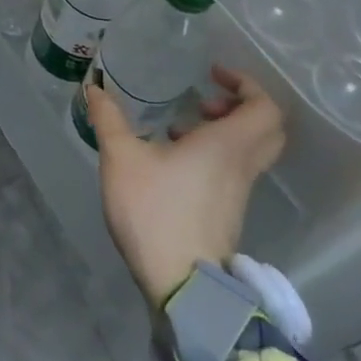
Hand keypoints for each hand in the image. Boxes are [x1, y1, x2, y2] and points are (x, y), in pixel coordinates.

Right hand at [87, 63, 285, 309]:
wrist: (181, 286)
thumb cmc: (155, 211)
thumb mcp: (121, 157)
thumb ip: (108, 118)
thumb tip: (93, 86)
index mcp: (226, 146)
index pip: (265, 108)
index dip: (247, 84)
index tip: (213, 75)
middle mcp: (241, 166)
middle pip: (267, 129)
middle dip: (241, 106)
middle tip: (205, 98)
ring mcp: (238, 193)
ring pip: (250, 151)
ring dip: (225, 131)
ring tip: (181, 125)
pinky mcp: (227, 213)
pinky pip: (234, 170)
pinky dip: (214, 154)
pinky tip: (174, 158)